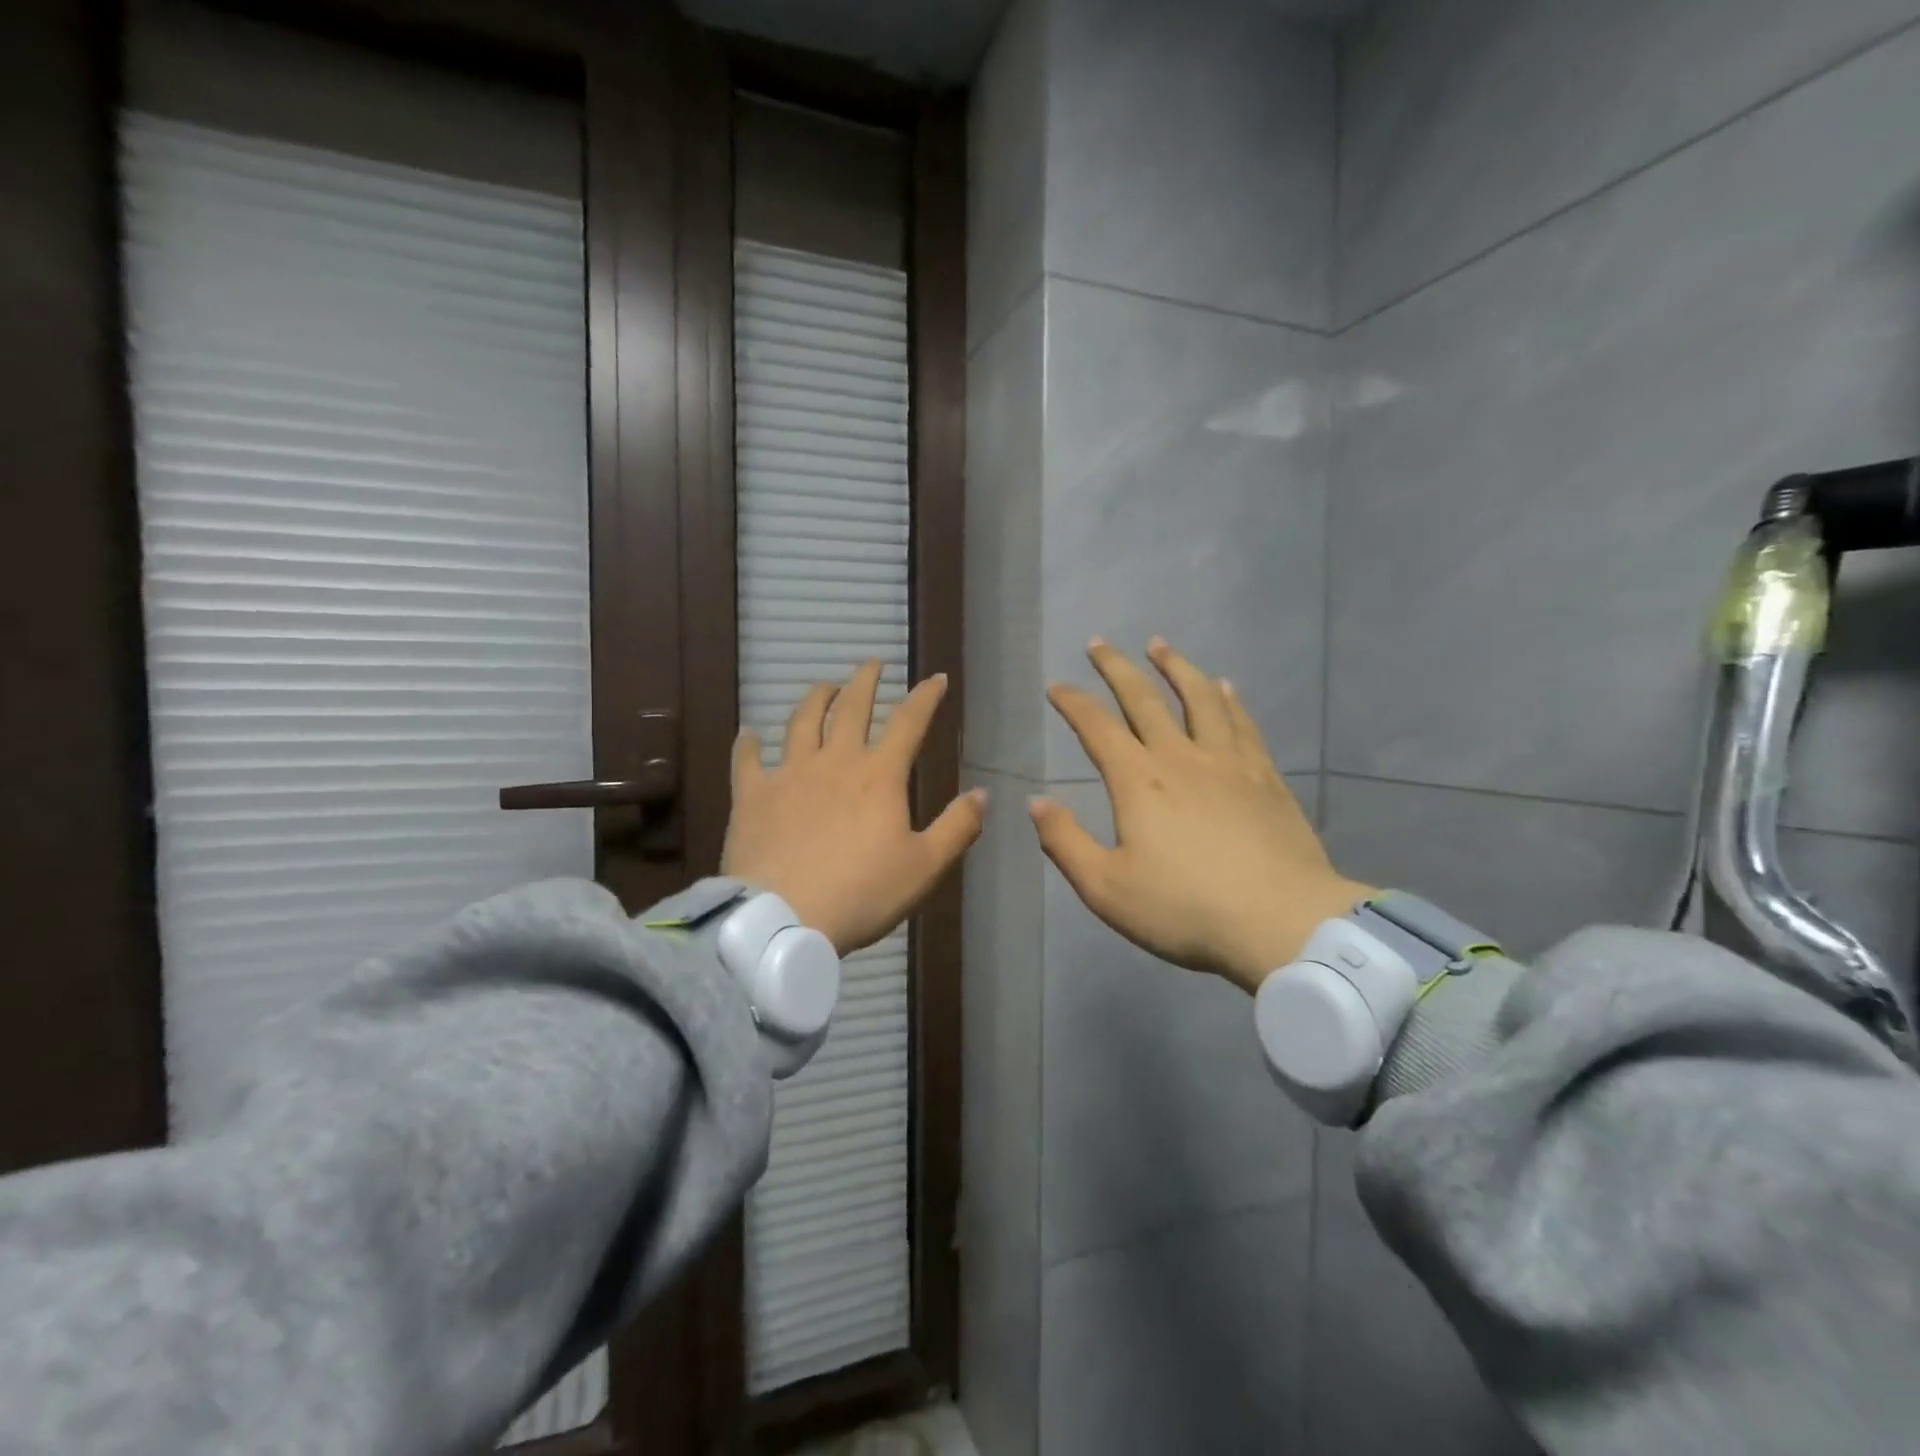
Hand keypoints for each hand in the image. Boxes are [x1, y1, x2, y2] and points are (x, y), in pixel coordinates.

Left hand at [722, 659, 986, 955]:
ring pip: (802, 721)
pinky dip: (749, 743)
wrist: (783, 919)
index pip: (908, 722)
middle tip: (872, 663)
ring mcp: (789, 774)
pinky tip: (749, 733)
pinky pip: (748, 760)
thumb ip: (957, 827)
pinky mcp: (752, 795)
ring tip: (825, 685)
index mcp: (879, 776)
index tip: (936, 678)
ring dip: (816, 698)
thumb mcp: (924, 866)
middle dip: (865, 681)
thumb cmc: (861, 893)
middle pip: (851, 708)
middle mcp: (834, 762)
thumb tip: (983, 792)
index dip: (926, 696)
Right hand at [1031, 637, 1372, 995]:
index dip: (1073, 702)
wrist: (1281, 922)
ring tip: (1160, 646)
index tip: (1056, 685)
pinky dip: (1228, 699)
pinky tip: (1225, 686)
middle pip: (1144, 699)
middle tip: (1100, 643)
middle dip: (1117, 668)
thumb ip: (1065, 843)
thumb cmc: (1185, 909)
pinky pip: (1242, 723)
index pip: (1096, 727)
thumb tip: (1036, 802)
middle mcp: (1180, 757)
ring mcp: (1228, 763)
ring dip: (1176, 667)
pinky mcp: (1265, 777)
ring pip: (1198, 698)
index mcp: (1138, 781)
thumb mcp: (1106, 889)